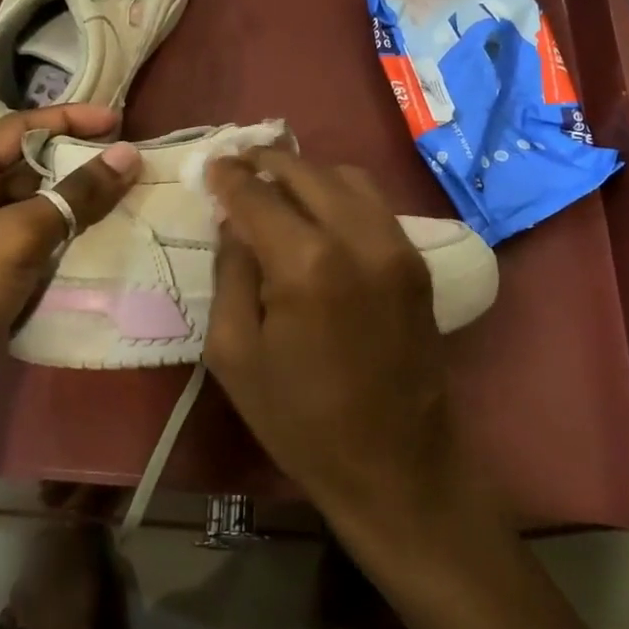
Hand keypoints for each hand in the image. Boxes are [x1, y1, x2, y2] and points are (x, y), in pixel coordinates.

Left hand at [0, 106, 138, 446]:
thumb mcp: (15, 236)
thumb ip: (74, 195)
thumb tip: (127, 156)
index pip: (21, 128)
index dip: (70, 119)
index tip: (120, 123)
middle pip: (28, 170)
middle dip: (77, 166)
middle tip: (130, 170)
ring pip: (32, 214)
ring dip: (74, 210)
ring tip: (127, 207)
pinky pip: (29, 253)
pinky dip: (61, 249)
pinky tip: (97, 253)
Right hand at [202, 149, 476, 537]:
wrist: (396, 465)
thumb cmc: (301, 421)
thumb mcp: (234, 354)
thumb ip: (231, 273)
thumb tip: (234, 222)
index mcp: (307, 264)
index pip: (258, 195)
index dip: (229, 176)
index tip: (212, 165)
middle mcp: (359, 238)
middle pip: (306, 172)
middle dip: (266, 163)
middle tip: (238, 165)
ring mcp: (397, 246)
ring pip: (347, 178)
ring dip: (307, 174)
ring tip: (276, 186)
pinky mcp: (417, 262)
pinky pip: (374, 204)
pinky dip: (340, 194)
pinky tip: (318, 212)